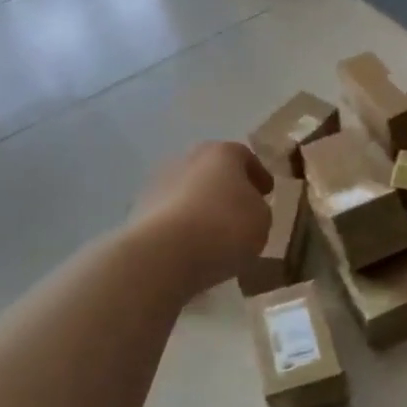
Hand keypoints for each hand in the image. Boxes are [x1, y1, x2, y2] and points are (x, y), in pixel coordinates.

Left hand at [129, 142, 272, 292]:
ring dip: (200, 206)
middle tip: (239, 210)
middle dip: (226, 188)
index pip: (244, 156)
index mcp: (221, 153)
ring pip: (187, 191)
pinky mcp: (138, 210)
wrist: (164, 253)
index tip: (267, 192)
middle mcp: (187, 159)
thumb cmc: (224, 227)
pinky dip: (181, 226)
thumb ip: (258, 208)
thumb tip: (247, 208)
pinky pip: (170, 215)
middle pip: (212, 170)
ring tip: (213, 234)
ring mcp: (158, 183)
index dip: (258, 175)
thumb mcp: (261, 220)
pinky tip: (191, 246)